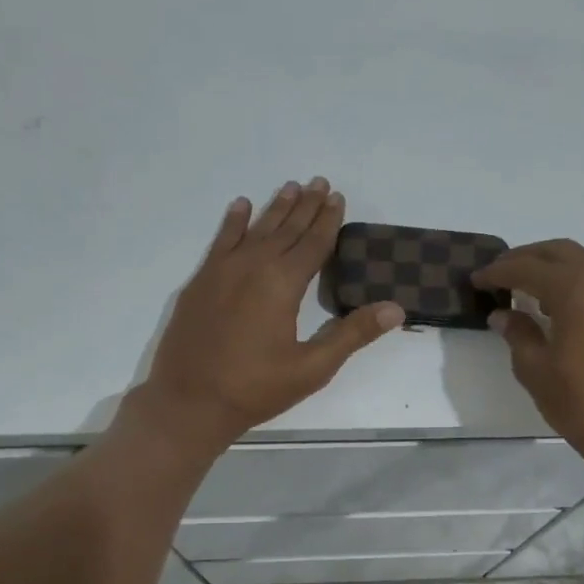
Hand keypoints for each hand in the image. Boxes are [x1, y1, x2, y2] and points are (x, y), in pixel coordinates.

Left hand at [137, 178, 404, 447]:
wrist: (189, 401)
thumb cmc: (255, 389)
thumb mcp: (312, 368)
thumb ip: (352, 334)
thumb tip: (395, 309)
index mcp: (282, 284)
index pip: (313, 243)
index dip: (328, 220)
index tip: (337, 197)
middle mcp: (252, 266)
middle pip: (285, 229)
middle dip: (305, 206)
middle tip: (319, 182)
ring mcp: (221, 271)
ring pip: (255, 230)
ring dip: (274, 208)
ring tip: (290, 187)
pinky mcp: (200, 282)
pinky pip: (221, 241)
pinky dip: (233, 222)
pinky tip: (241, 206)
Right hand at [473, 239, 583, 475]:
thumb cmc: (583, 404)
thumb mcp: (537, 371)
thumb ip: (518, 334)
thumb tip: (502, 314)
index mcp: (576, 288)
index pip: (527, 268)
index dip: (498, 272)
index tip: (477, 280)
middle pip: (559, 252)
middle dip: (526, 259)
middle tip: (500, 274)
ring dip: (555, 267)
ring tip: (530, 289)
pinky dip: (580, 281)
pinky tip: (566, 305)